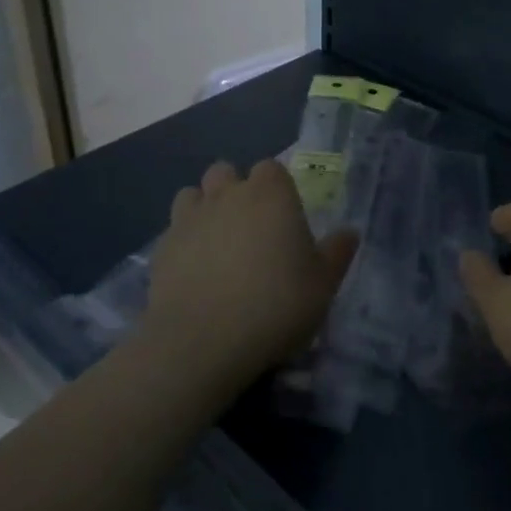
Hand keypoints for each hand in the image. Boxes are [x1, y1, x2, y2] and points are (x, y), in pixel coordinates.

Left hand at [141, 160, 356, 396]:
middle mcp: (227, 195)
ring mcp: (189, 219)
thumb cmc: (276, 304)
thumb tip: (349, 233)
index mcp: (270, 194)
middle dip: (235, 190)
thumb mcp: (324, 284)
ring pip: (192, 195)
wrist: (203, 342)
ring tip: (217, 243)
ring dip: (204, 209)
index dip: (276, 188)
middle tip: (250, 227)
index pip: (271, 169)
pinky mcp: (161, 248)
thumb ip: (337, 253)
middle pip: (226, 172)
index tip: (284, 216)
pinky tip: (194, 271)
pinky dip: (184, 242)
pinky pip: (173, 231)